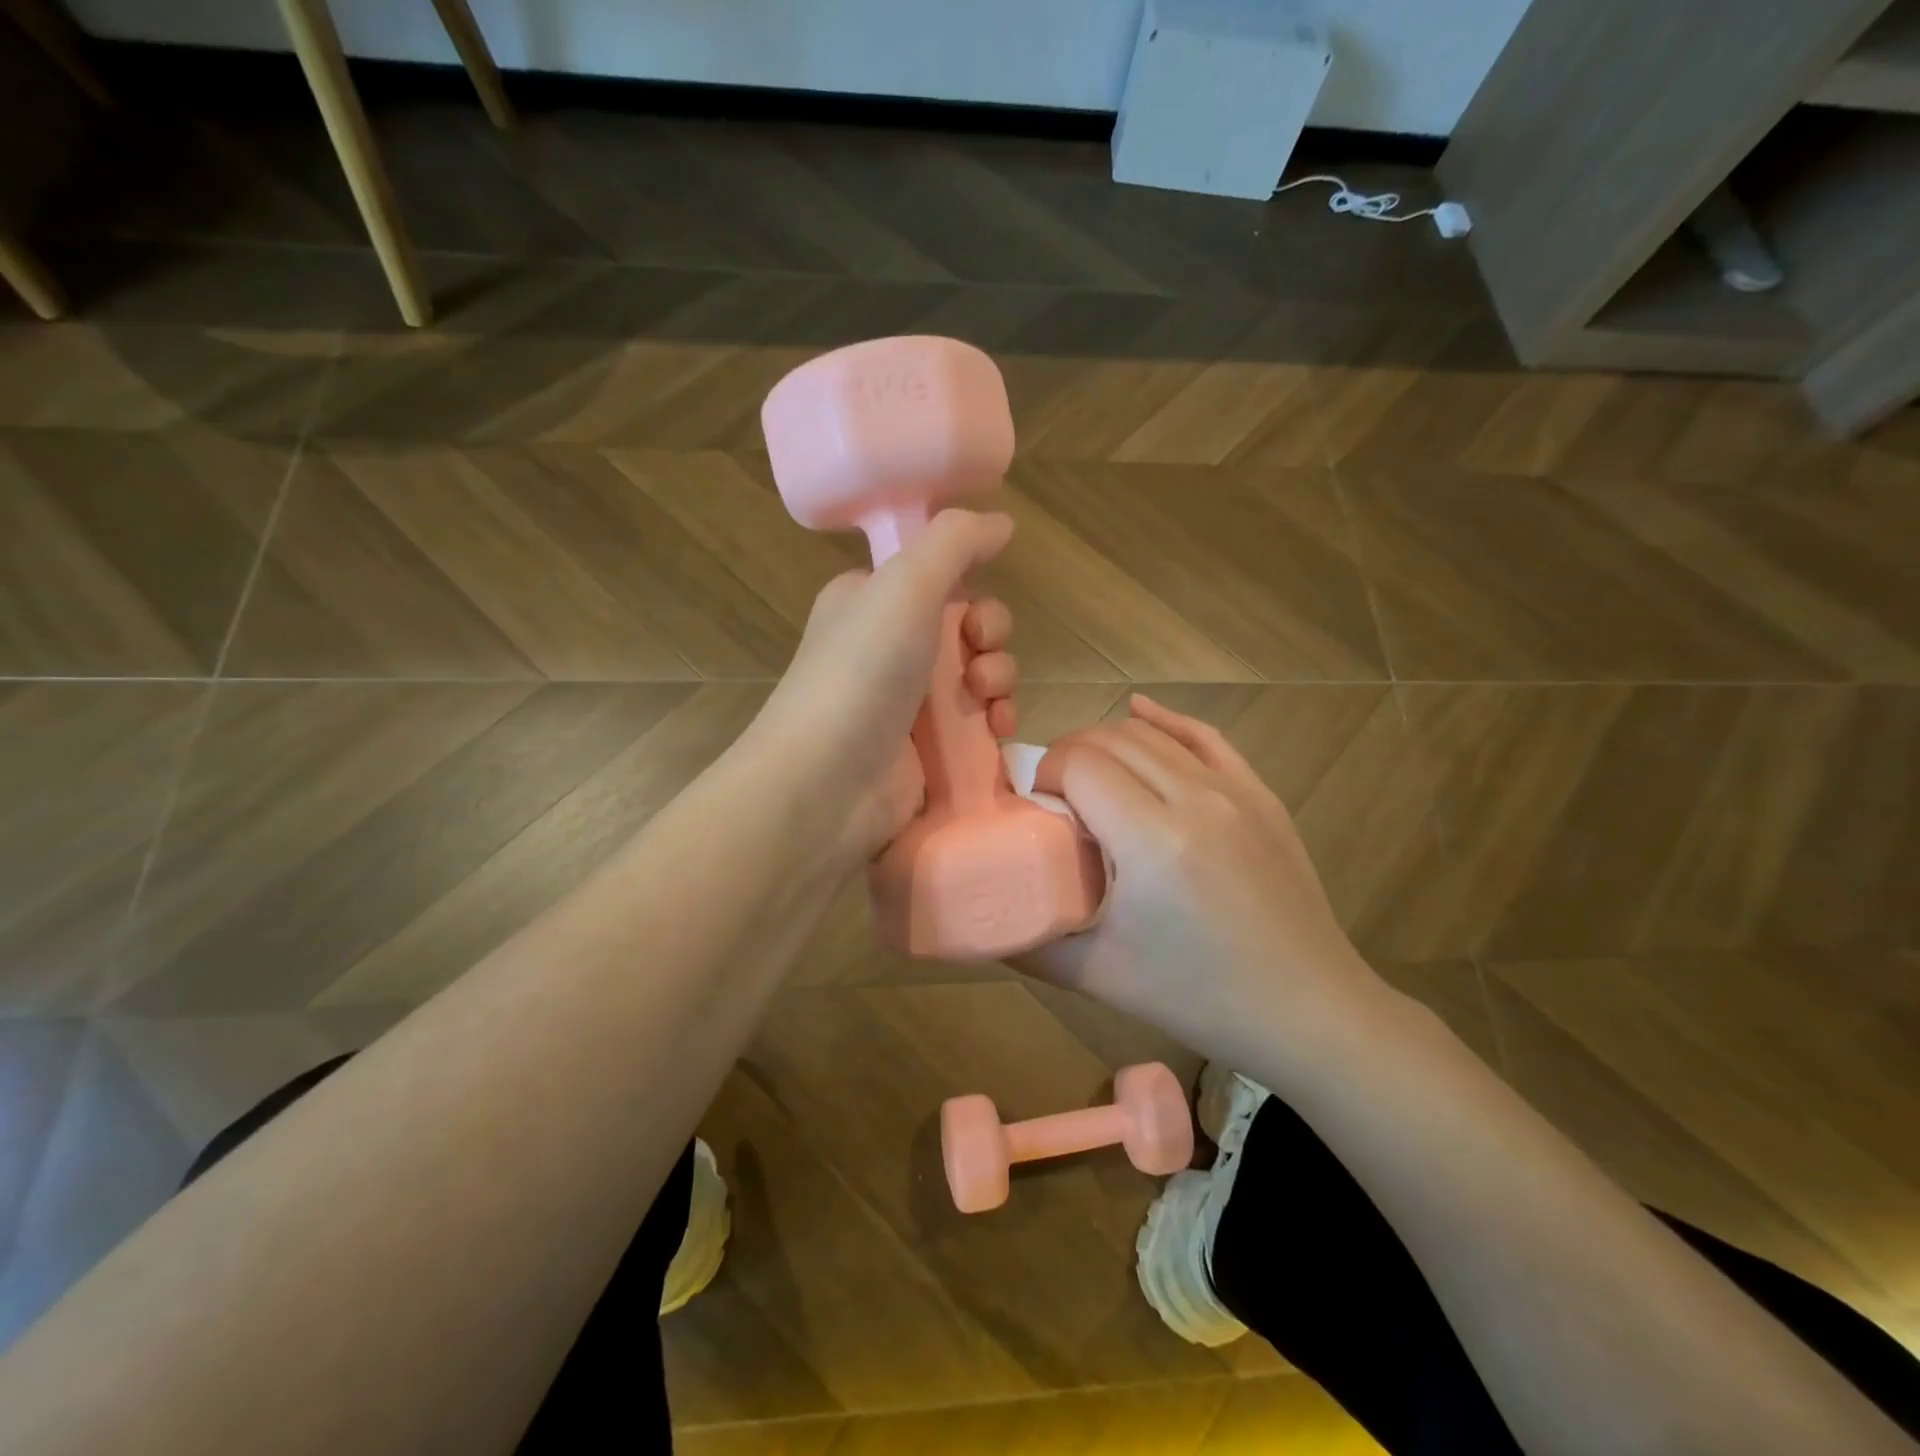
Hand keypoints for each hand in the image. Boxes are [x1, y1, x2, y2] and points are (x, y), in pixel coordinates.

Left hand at [749, 509, 1020, 858]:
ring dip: (999, 679)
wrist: (826, 782)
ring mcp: (907, 702)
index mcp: (871, 601)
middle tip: (979, 654)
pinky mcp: (927, 750)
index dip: (969, 586)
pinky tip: (998, 730)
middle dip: (990, 637)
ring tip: (986, 700)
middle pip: (967, 626)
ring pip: (979, 675)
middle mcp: (888, 647)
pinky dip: (996, 721)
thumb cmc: (862, 672)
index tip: (972, 606)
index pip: (936, 577)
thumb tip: (1002, 522)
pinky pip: (978, 723)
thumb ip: (956, 541)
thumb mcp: (905, 584)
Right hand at [1019, 694, 1386, 1068]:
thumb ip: (1031, 943)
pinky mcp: (1261, 795)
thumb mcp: (1099, 977)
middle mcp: (1195, 799)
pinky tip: (1140, 711)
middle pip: (1112, 740)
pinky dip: (1166, 721)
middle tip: (1050, 791)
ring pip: (1154, 735)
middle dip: (1069, 754)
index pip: (1080, 765)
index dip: (1044, 772)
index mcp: (1152, 842)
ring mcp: (1236, 791)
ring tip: (1086, 772)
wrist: (1307, 1009)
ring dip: (1109, 741)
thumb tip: (985, 921)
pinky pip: (1206, 737)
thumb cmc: (1199, 998)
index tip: (1032, 801)